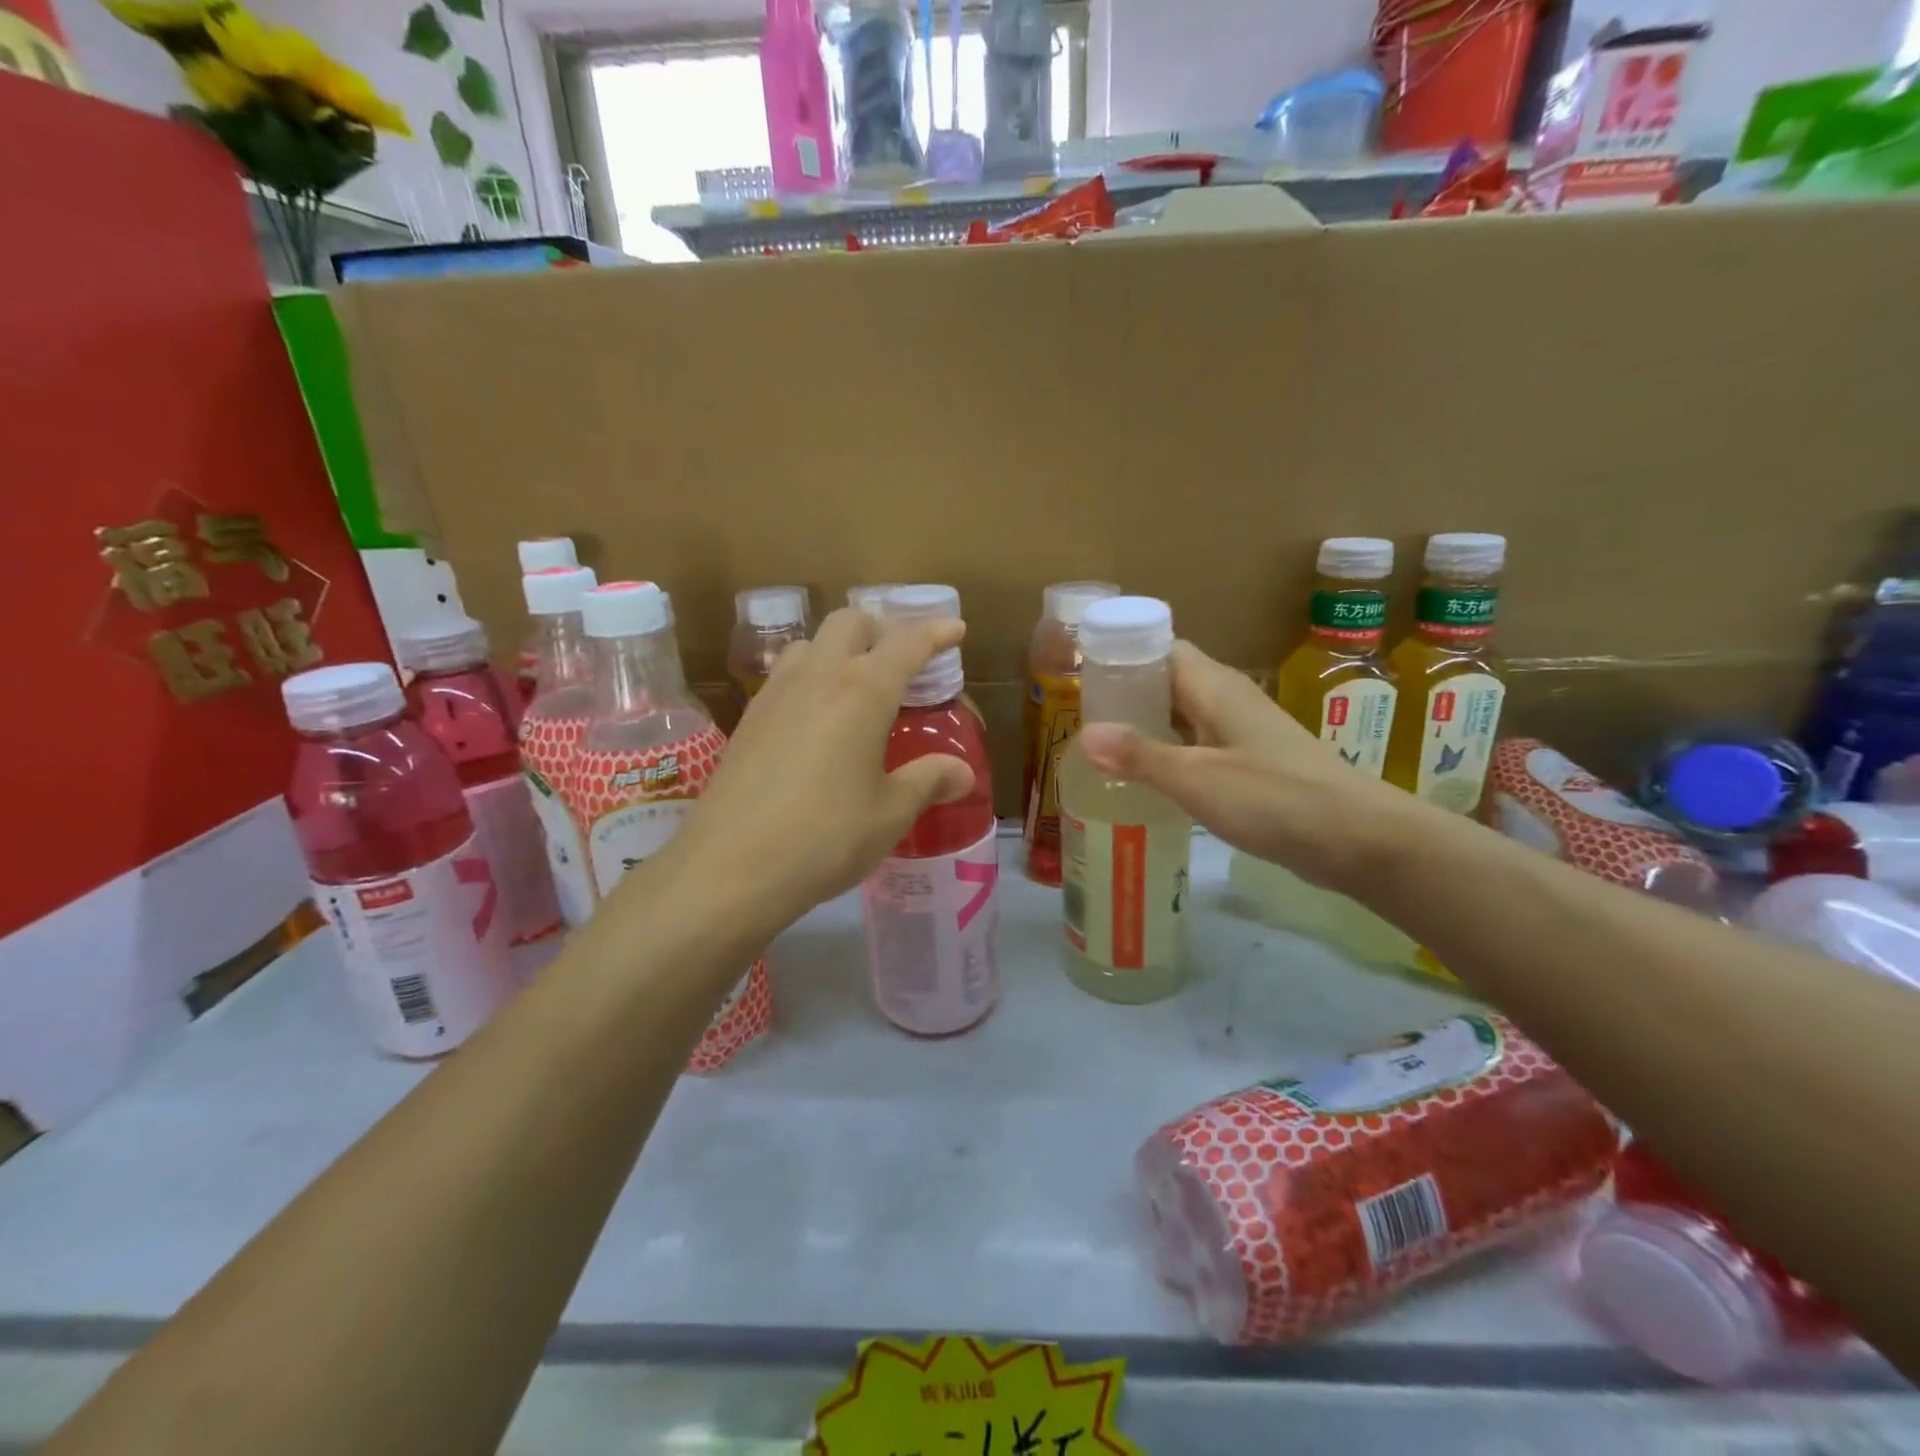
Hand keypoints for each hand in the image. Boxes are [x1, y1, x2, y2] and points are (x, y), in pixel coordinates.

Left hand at [651, 607, 974, 937]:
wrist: (730, 868)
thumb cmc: (826, 837)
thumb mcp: (890, 813)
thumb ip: (929, 782)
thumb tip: (963, 773)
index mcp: (862, 692)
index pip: (906, 643)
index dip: (935, 632)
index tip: (955, 629)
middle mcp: (817, 678)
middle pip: (850, 624)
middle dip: (881, 629)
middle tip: (901, 660)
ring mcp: (775, 695)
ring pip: (810, 644)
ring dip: (839, 649)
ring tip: (855, 685)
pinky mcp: (747, 720)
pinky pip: (783, 676)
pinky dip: (809, 677)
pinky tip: (813, 718)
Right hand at [1077, 641, 1408, 891]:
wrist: (1358, 838)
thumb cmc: (1274, 797)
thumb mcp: (1197, 777)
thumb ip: (1140, 755)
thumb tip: (1084, 734)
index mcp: (1215, 687)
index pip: (1161, 649)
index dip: (1122, 655)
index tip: (1082, 674)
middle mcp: (1228, 700)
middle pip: (1169, 682)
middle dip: (1126, 695)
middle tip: (1080, 718)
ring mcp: (1243, 733)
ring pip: (1183, 716)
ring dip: (1146, 727)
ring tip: (1101, 748)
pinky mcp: (1253, 764)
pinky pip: (1199, 746)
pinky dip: (1170, 755)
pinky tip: (1147, 779)